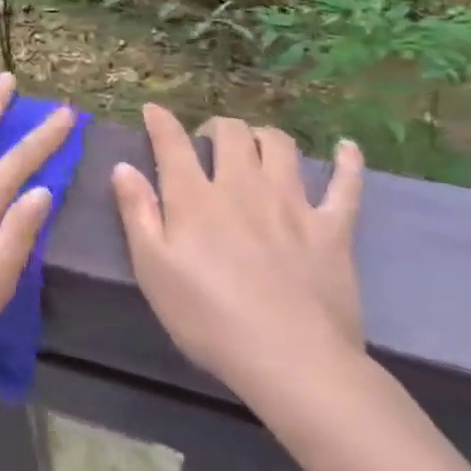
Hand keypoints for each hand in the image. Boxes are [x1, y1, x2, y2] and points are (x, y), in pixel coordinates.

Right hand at [112, 106, 365, 407]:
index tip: (153, 110)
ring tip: (255, 145)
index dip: (161, 122)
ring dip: (263, 135)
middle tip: (208, 142)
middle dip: (216, 127)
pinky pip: (346, 185)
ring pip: (279, 146)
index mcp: (195, 198)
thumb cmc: (209, 319)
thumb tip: (123, 167)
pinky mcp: (333, 228)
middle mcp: (243, 187)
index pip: (173, 143)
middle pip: (232, 134)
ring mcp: (293, 204)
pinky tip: (345, 148)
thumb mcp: (153, 269)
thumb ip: (137, 213)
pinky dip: (347, 162)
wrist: (291, 360)